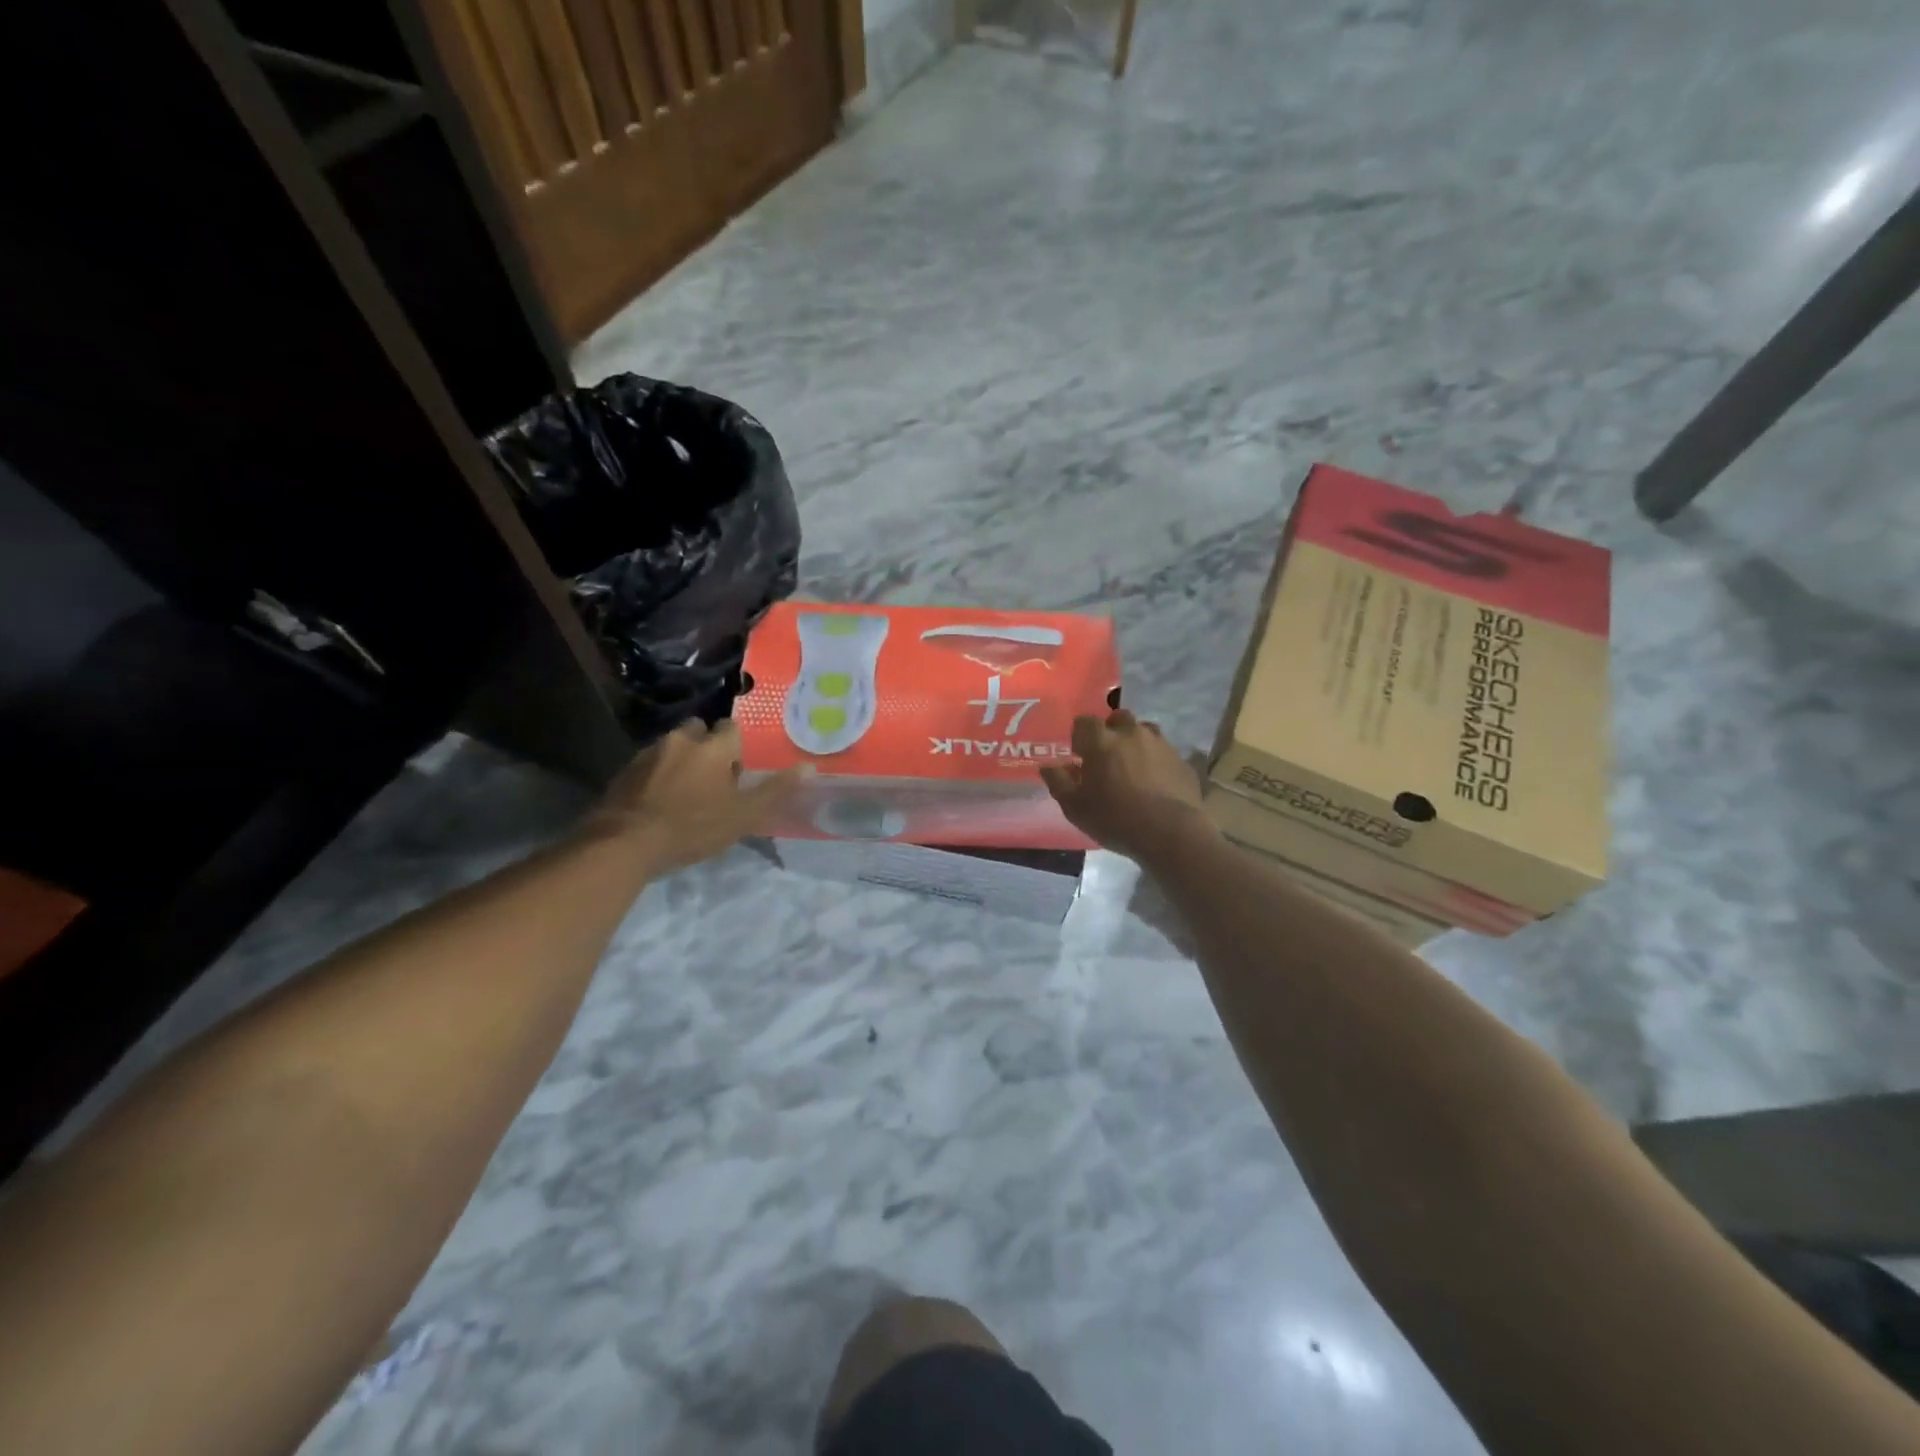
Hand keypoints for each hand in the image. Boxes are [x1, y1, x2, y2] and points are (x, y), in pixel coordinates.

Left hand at [584, 719, 799, 874]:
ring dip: (681, 761)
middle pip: (698, 731)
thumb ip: (776, 790)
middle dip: (706, 747)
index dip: (738, 747)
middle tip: (713, 779)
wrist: (624, 844)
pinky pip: (650, 764)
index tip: (739, 770)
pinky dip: (658, 775)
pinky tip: (660, 801)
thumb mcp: (743, 815)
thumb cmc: (692, 827)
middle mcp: (681, 740)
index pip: (732, 728)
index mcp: (713, 747)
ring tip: (686, 792)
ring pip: (673, 747)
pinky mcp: (625, 771)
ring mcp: (649, 753)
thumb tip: (809, 767)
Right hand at [1040, 710, 1215, 863]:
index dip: (1079, 735)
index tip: (1079, 754)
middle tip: (1107, 757)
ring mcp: (1160, 744)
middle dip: (1110, 731)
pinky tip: (1155, 782)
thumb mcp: (1075, 807)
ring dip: (1135, 742)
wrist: (1170, 832)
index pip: (1084, 722)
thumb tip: (1048, 766)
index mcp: (1101, 741)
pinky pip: (1164, 752)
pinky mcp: (1182, 760)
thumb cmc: (1115, 819)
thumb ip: (1058, 782)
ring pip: (1144, 731)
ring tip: (1132, 766)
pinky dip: (1156, 760)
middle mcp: (1131, 733)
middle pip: (1118, 718)